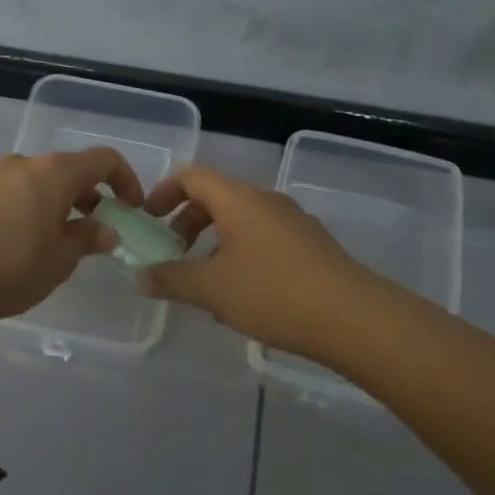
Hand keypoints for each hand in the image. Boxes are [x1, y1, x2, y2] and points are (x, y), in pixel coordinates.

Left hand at [0, 148, 141, 328]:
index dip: (124, 179)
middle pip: (65, 170)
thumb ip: (87, 239)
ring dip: (52, 203)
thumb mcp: (60, 260)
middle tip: (93, 229)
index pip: (102, 159)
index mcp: (53, 172)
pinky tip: (14, 241)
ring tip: (51, 239)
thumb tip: (106, 230)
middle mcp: (22, 163)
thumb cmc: (9, 267)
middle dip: (86, 196)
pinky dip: (22, 207)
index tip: (130, 207)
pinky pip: (6, 192)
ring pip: (33, 181)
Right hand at [139, 166, 383, 356]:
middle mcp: (267, 201)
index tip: (148, 220)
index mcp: (239, 200)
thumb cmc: (274, 293)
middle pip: (217, 198)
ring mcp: (294, 223)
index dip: (164, 192)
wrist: (354, 318)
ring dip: (214, 243)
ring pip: (242, 222)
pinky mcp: (311, 247)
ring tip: (204, 281)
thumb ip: (171, 279)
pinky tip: (241, 295)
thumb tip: (140, 276)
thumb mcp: (212, 289)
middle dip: (188, 222)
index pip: (193, 177)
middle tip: (172, 253)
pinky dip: (241, 255)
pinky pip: (264, 239)